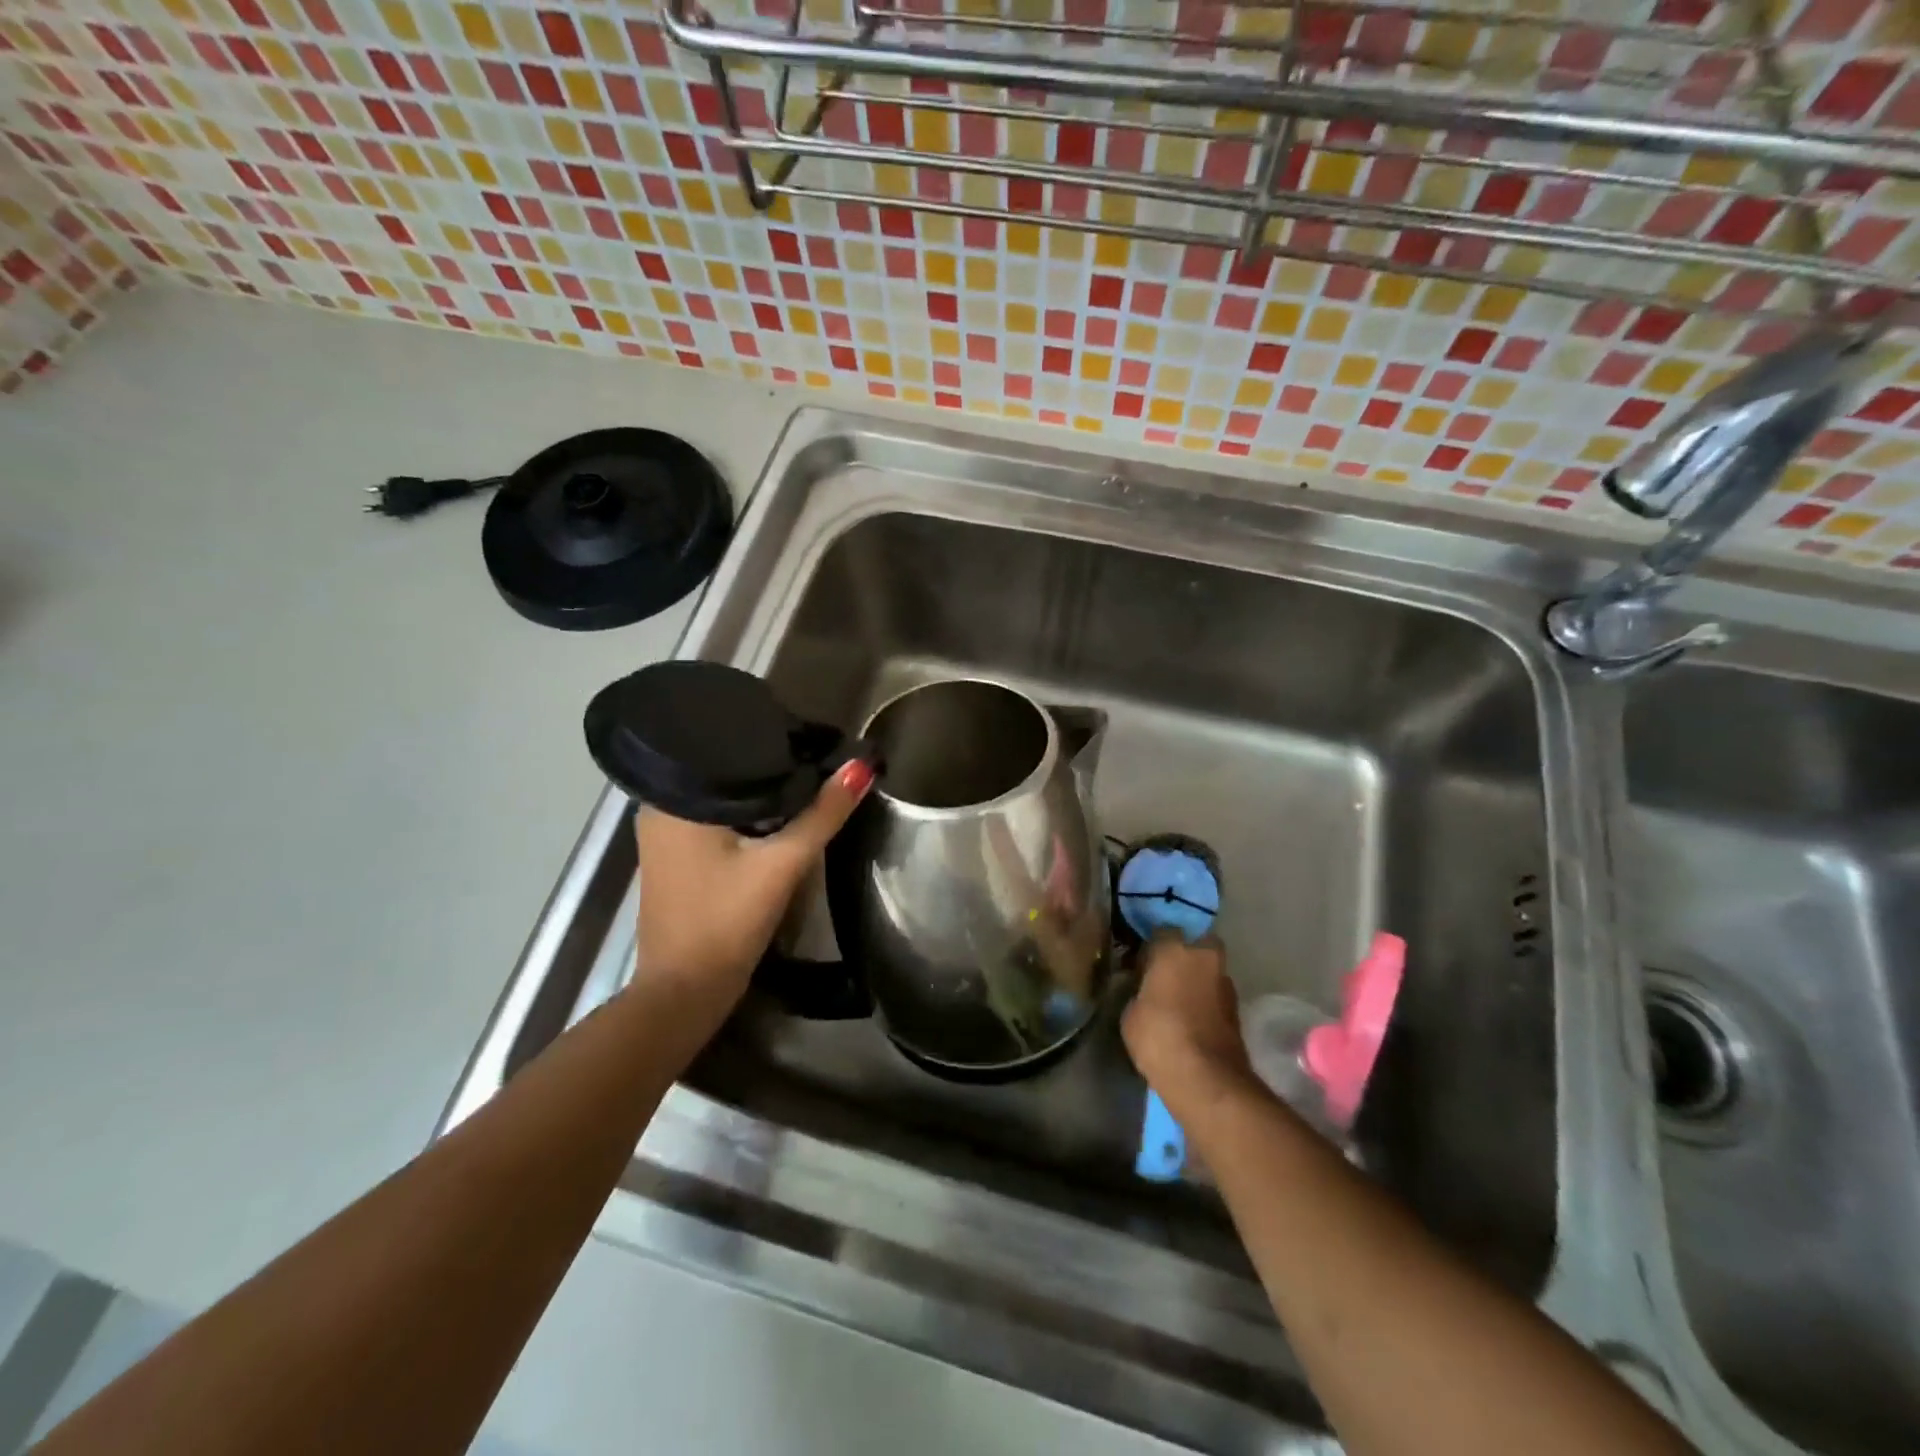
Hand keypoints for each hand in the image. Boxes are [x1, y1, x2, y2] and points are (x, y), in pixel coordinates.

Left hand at [634, 760, 872, 1003]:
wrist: (685, 993)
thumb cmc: (725, 921)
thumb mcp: (781, 865)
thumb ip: (821, 815)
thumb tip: (860, 767)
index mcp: (671, 800)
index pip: (724, 749)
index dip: (767, 740)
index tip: (806, 732)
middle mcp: (658, 810)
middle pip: (724, 775)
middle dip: (766, 767)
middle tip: (813, 751)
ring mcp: (664, 839)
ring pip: (722, 800)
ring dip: (757, 794)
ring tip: (804, 774)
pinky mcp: (677, 862)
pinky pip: (716, 823)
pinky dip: (745, 818)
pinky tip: (777, 814)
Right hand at [1122, 934, 1255, 1114]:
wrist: (1206, 1079)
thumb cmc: (1159, 1036)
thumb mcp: (1131, 1013)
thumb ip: (1139, 991)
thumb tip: (1145, 990)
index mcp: (1175, 949)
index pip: (1161, 932)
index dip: (1150, 948)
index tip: (1139, 965)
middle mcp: (1205, 957)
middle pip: (1194, 945)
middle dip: (1183, 955)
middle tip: (1163, 976)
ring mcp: (1225, 983)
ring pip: (1207, 970)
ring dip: (1196, 979)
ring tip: (1177, 1001)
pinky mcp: (1237, 1010)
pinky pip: (1214, 995)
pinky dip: (1205, 1001)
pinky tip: (1191, 1019)